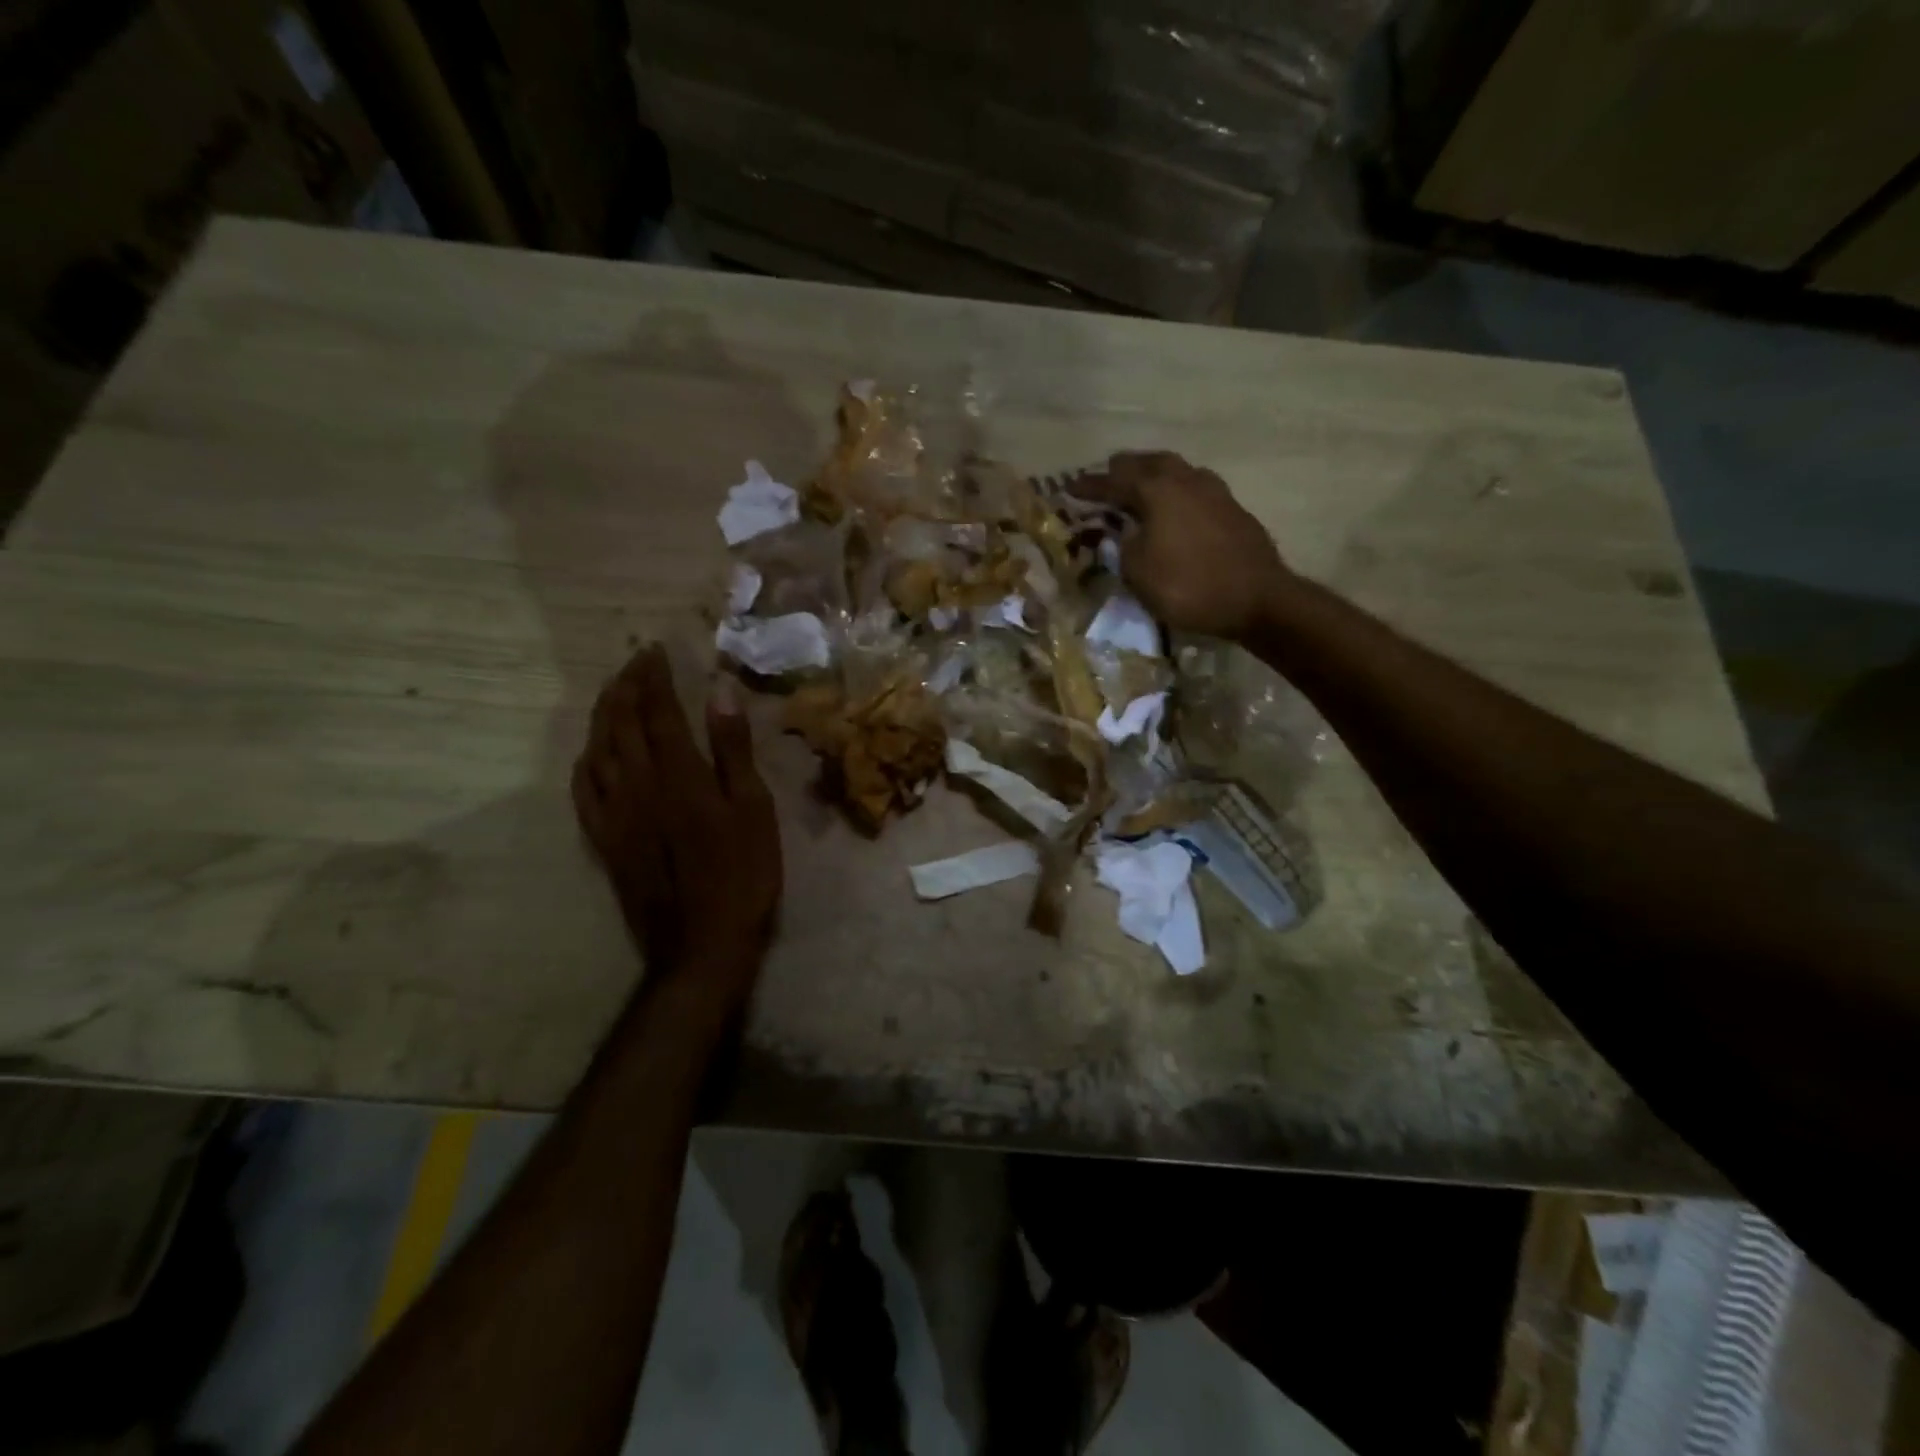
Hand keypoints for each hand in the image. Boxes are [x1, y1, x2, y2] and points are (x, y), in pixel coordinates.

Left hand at [572, 646, 781, 1011]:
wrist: (702, 943)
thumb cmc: (743, 874)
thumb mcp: (754, 809)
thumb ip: (733, 750)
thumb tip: (720, 693)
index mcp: (679, 773)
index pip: (658, 710)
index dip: (654, 677)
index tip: (655, 650)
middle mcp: (638, 784)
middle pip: (620, 723)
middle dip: (625, 687)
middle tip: (635, 662)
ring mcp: (615, 813)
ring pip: (597, 750)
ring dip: (603, 715)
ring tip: (613, 694)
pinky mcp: (604, 840)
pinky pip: (583, 791)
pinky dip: (585, 761)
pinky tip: (591, 753)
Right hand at [1075, 451, 1286, 640]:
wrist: (1257, 598)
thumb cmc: (1188, 586)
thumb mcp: (1138, 573)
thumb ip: (1122, 547)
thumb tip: (1123, 534)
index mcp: (1156, 490)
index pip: (1113, 482)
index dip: (1089, 486)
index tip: (1069, 487)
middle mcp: (1185, 480)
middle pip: (1149, 463)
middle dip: (1124, 469)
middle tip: (1108, 477)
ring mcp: (1214, 491)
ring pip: (1176, 470)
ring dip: (1154, 475)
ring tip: (1140, 487)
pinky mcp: (1232, 508)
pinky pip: (1194, 488)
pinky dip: (1176, 491)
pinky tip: (1175, 506)